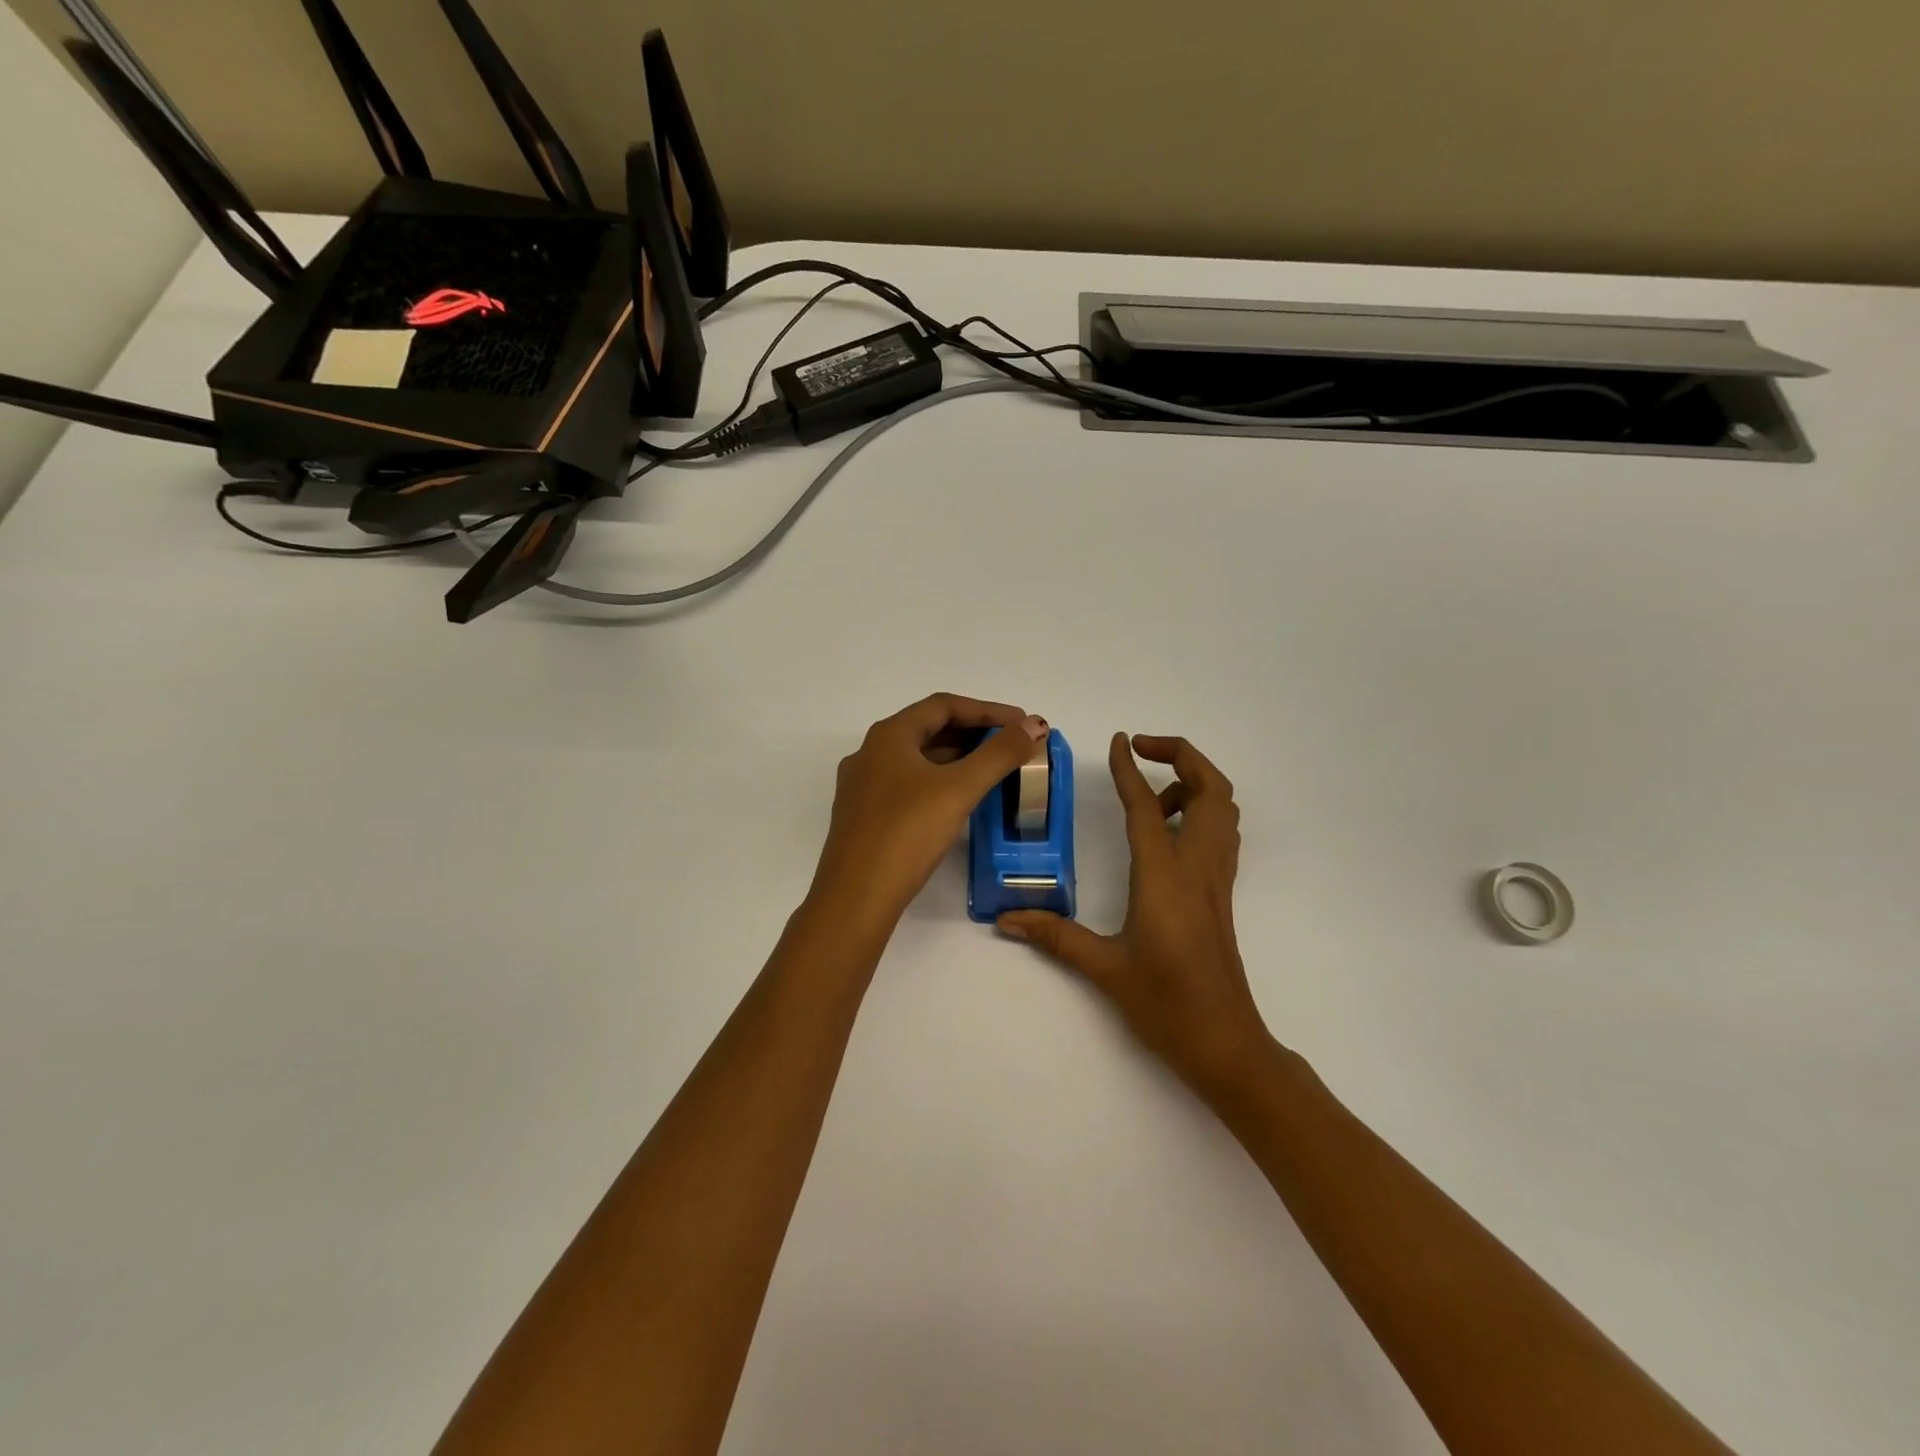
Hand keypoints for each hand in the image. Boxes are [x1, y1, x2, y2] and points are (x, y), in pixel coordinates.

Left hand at [808, 693, 1050, 931]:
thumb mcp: (959, 789)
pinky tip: (959, 799)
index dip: (987, 710)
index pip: (943, 705)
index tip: (1022, 723)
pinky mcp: (865, 816)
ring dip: (957, 758)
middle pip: (929, 729)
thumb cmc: (907, 833)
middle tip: (1012, 746)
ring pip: (917, 759)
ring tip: (994, 770)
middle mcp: (871, 753)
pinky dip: (939, 782)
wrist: (855, 897)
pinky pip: (908, 785)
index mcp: (888, 736)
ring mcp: (864, 786)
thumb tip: (1034, 724)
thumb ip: (1000, 754)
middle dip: (974, 733)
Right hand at [1000, 733, 1273, 1094]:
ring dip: (1195, 783)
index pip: (1147, 806)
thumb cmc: (1165, 1003)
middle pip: (1212, 789)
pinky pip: (1220, 834)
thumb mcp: (1104, 967)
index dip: (1130, 769)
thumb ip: (1055, 936)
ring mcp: (1216, 879)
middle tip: (1142, 752)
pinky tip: (1167, 833)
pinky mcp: (1221, 894)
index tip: (1118, 741)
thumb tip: (1006, 919)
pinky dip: (1202, 812)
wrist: (1225, 1042)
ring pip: (1224, 809)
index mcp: (1164, 875)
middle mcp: (1197, 866)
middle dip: (1182, 756)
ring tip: (1152, 794)